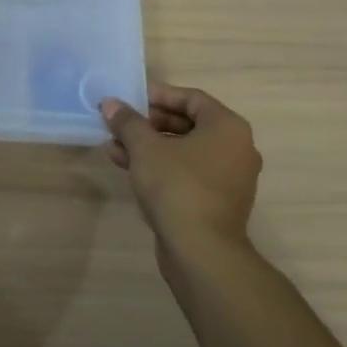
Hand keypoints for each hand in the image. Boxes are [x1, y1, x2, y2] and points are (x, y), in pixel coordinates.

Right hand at [101, 83, 261, 253]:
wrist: (201, 251)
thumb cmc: (177, 187)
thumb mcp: (145, 148)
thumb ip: (128, 122)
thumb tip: (110, 104)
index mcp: (227, 128)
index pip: (191, 98)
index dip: (158, 95)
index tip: (130, 99)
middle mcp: (236, 148)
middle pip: (188, 124)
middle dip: (149, 123)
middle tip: (120, 123)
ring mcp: (229, 178)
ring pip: (184, 151)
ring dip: (149, 146)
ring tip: (114, 146)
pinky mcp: (217, 202)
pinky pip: (187, 173)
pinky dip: (161, 167)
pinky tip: (128, 168)